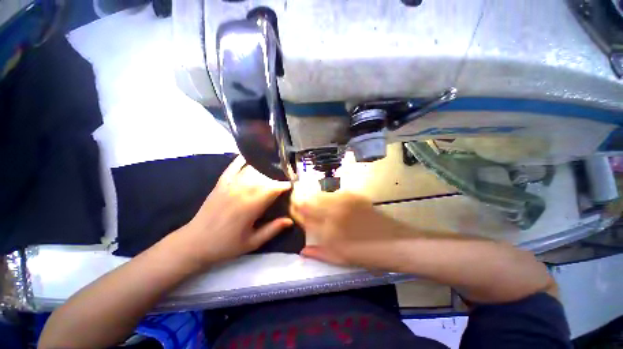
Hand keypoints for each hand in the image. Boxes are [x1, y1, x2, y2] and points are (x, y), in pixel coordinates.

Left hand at [173, 156, 292, 270]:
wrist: (195, 242)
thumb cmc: (226, 244)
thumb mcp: (252, 242)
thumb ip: (273, 229)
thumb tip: (290, 220)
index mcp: (251, 205)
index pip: (274, 188)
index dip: (286, 184)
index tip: (294, 185)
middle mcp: (242, 190)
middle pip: (266, 176)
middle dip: (279, 175)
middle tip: (287, 177)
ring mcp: (231, 183)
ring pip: (253, 168)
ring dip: (266, 167)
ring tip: (276, 167)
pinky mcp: (222, 181)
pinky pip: (235, 165)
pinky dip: (245, 159)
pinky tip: (254, 156)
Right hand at [290, 189, 411, 268]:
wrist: (396, 243)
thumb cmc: (367, 255)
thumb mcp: (340, 259)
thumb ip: (319, 253)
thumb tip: (302, 251)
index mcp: (327, 229)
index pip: (304, 215)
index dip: (295, 210)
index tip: (292, 208)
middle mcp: (333, 211)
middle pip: (309, 200)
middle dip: (300, 199)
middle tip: (298, 201)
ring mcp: (344, 201)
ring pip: (321, 194)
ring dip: (313, 197)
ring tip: (313, 201)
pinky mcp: (354, 196)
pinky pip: (335, 193)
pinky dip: (329, 197)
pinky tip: (331, 202)